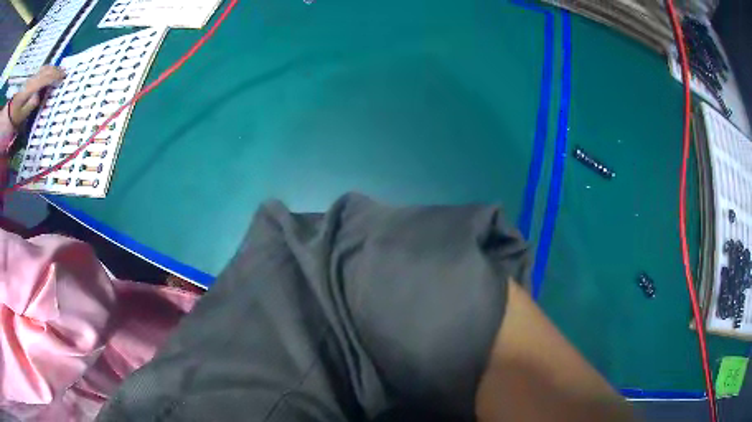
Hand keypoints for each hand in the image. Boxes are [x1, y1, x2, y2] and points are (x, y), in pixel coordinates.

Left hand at [9, 66, 65, 126]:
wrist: (11, 105)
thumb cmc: (13, 114)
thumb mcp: (19, 117)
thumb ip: (28, 107)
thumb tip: (38, 98)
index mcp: (31, 87)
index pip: (45, 78)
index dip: (55, 76)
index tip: (63, 76)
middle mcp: (32, 78)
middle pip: (45, 70)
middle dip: (54, 70)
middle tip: (62, 72)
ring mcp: (30, 76)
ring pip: (42, 68)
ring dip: (50, 69)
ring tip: (55, 72)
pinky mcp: (28, 78)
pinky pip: (38, 71)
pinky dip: (44, 71)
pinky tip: (44, 74)